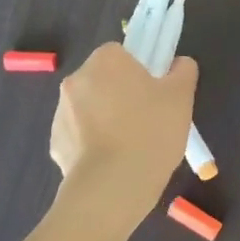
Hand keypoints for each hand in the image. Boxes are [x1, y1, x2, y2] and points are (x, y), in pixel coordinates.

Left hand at [49, 43, 197, 196]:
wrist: (113, 187)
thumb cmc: (151, 132)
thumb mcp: (181, 97)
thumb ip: (183, 71)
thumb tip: (179, 64)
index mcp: (106, 60)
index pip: (121, 53)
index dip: (140, 71)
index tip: (155, 93)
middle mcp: (76, 79)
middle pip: (103, 79)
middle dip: (120, 94)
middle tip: (147, 119)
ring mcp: (60, 112)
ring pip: (90, 108)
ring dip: (105, 119)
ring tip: (132, 146)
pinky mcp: (56, 143)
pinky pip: (79, 136)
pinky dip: (93, 144)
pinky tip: (114, 162)